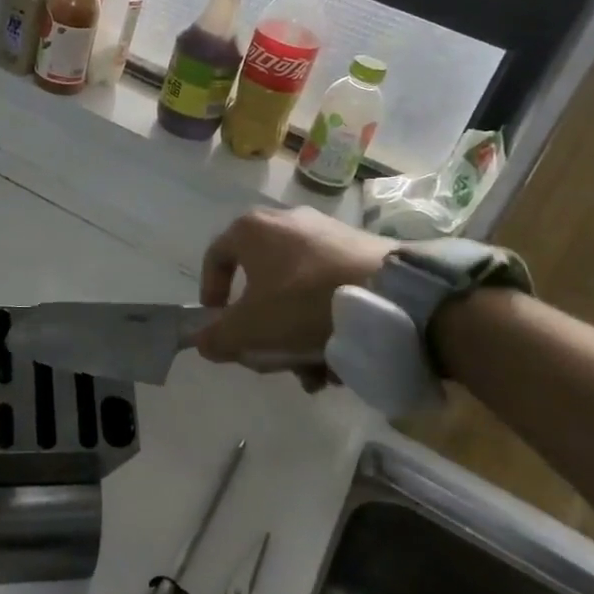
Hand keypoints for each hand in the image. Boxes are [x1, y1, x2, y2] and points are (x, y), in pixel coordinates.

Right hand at [195, 206, 394, 365]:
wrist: (391, 294)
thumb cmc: (303, 303)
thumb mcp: (250, 329)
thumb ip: (217, 337)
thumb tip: (202, 341)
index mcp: (252, 229)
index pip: (216, 257)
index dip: (210, 292)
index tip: (219, 323)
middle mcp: (286, 221)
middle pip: (260, 281)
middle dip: (263, 329)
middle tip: (270, 358)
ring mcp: (326, 232)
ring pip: (296, 291)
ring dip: (295, 334)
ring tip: (313, 371)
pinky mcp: (359, 248)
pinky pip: (327, 287)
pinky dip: (324, 321)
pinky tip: (338, 358)